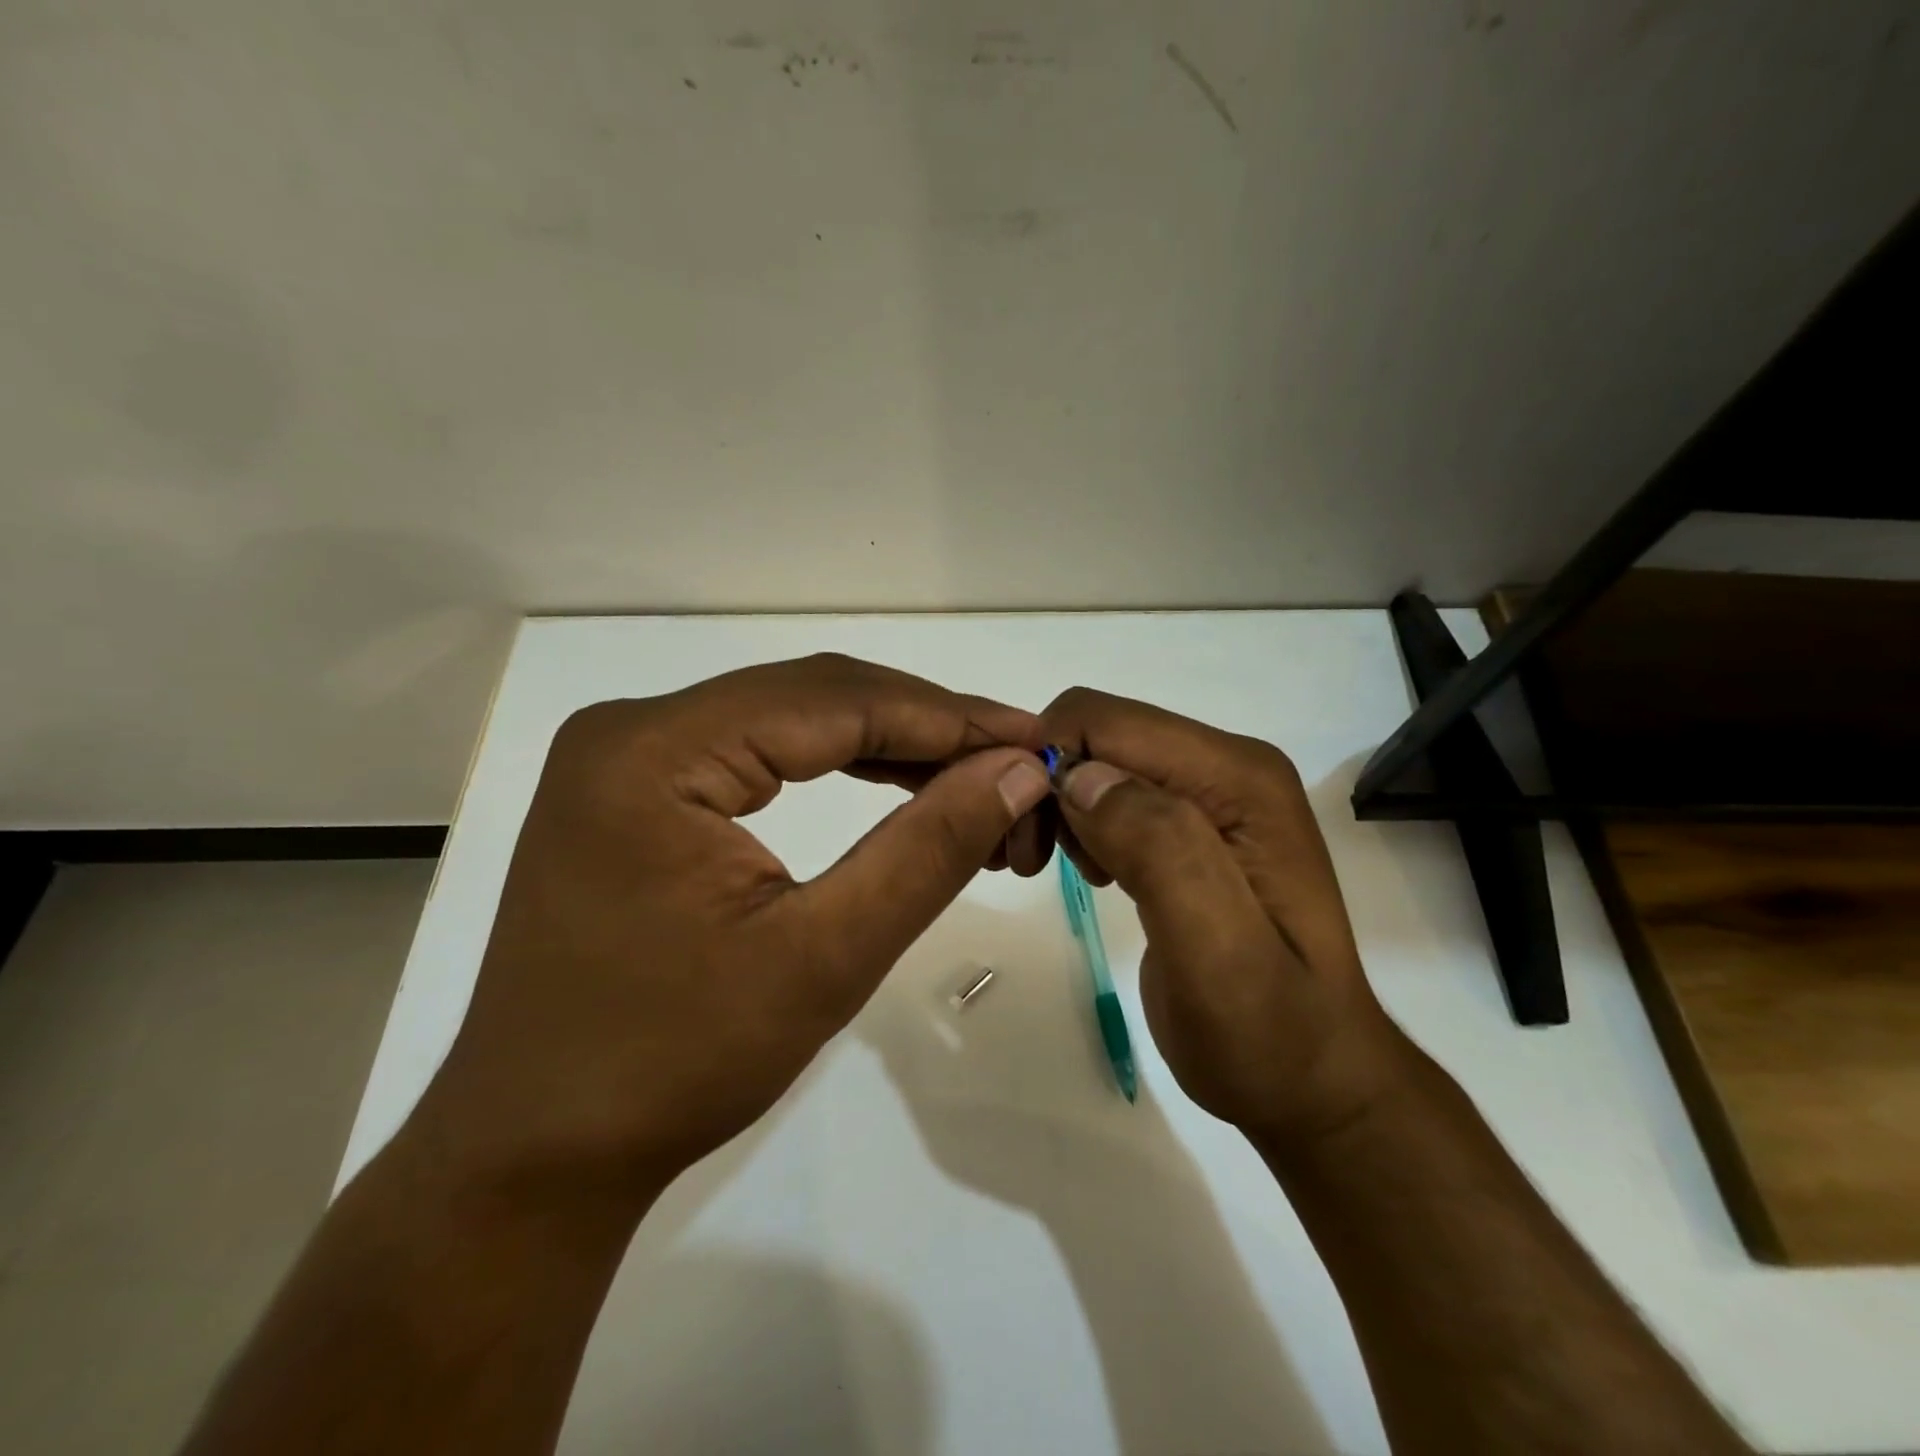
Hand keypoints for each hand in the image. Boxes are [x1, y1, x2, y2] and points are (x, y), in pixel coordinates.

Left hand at [415, 654, 1053, 1206]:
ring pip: (791, 719)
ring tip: (974, 779)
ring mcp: (630, 756)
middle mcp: (634, 728)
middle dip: (924, 727)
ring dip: (888, 745)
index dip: (945, 717)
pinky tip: (898, 784)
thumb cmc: (675, 1063)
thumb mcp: (825, 955)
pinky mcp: (637, 789)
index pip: (832, 700)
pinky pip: (759, 751)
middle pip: (812, 697)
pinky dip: (838, 765)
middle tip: (1015, 762)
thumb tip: (1019, 771)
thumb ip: (929, 848)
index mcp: (654, 750)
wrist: (538, 1152)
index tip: (1033, 740)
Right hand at [1039, 688, 1408, 1145]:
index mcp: (1238, 778)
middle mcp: (1226, 768)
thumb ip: (1161, 852)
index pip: (1108, 721)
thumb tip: (1081, 778)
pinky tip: (1094, 875)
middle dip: (1049, 786)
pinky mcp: (1191, 826)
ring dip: (1059, 808)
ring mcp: (1210, 796)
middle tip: (1034, 864)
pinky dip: (1080, 825)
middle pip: (1099, 734)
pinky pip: (1112, 795)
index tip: (1029, 841)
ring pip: (1098, 762)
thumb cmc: (1267, 1033)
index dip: (1049, 763)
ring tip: (1063, 874)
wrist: (1311, 1081)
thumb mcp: (1218, 954)